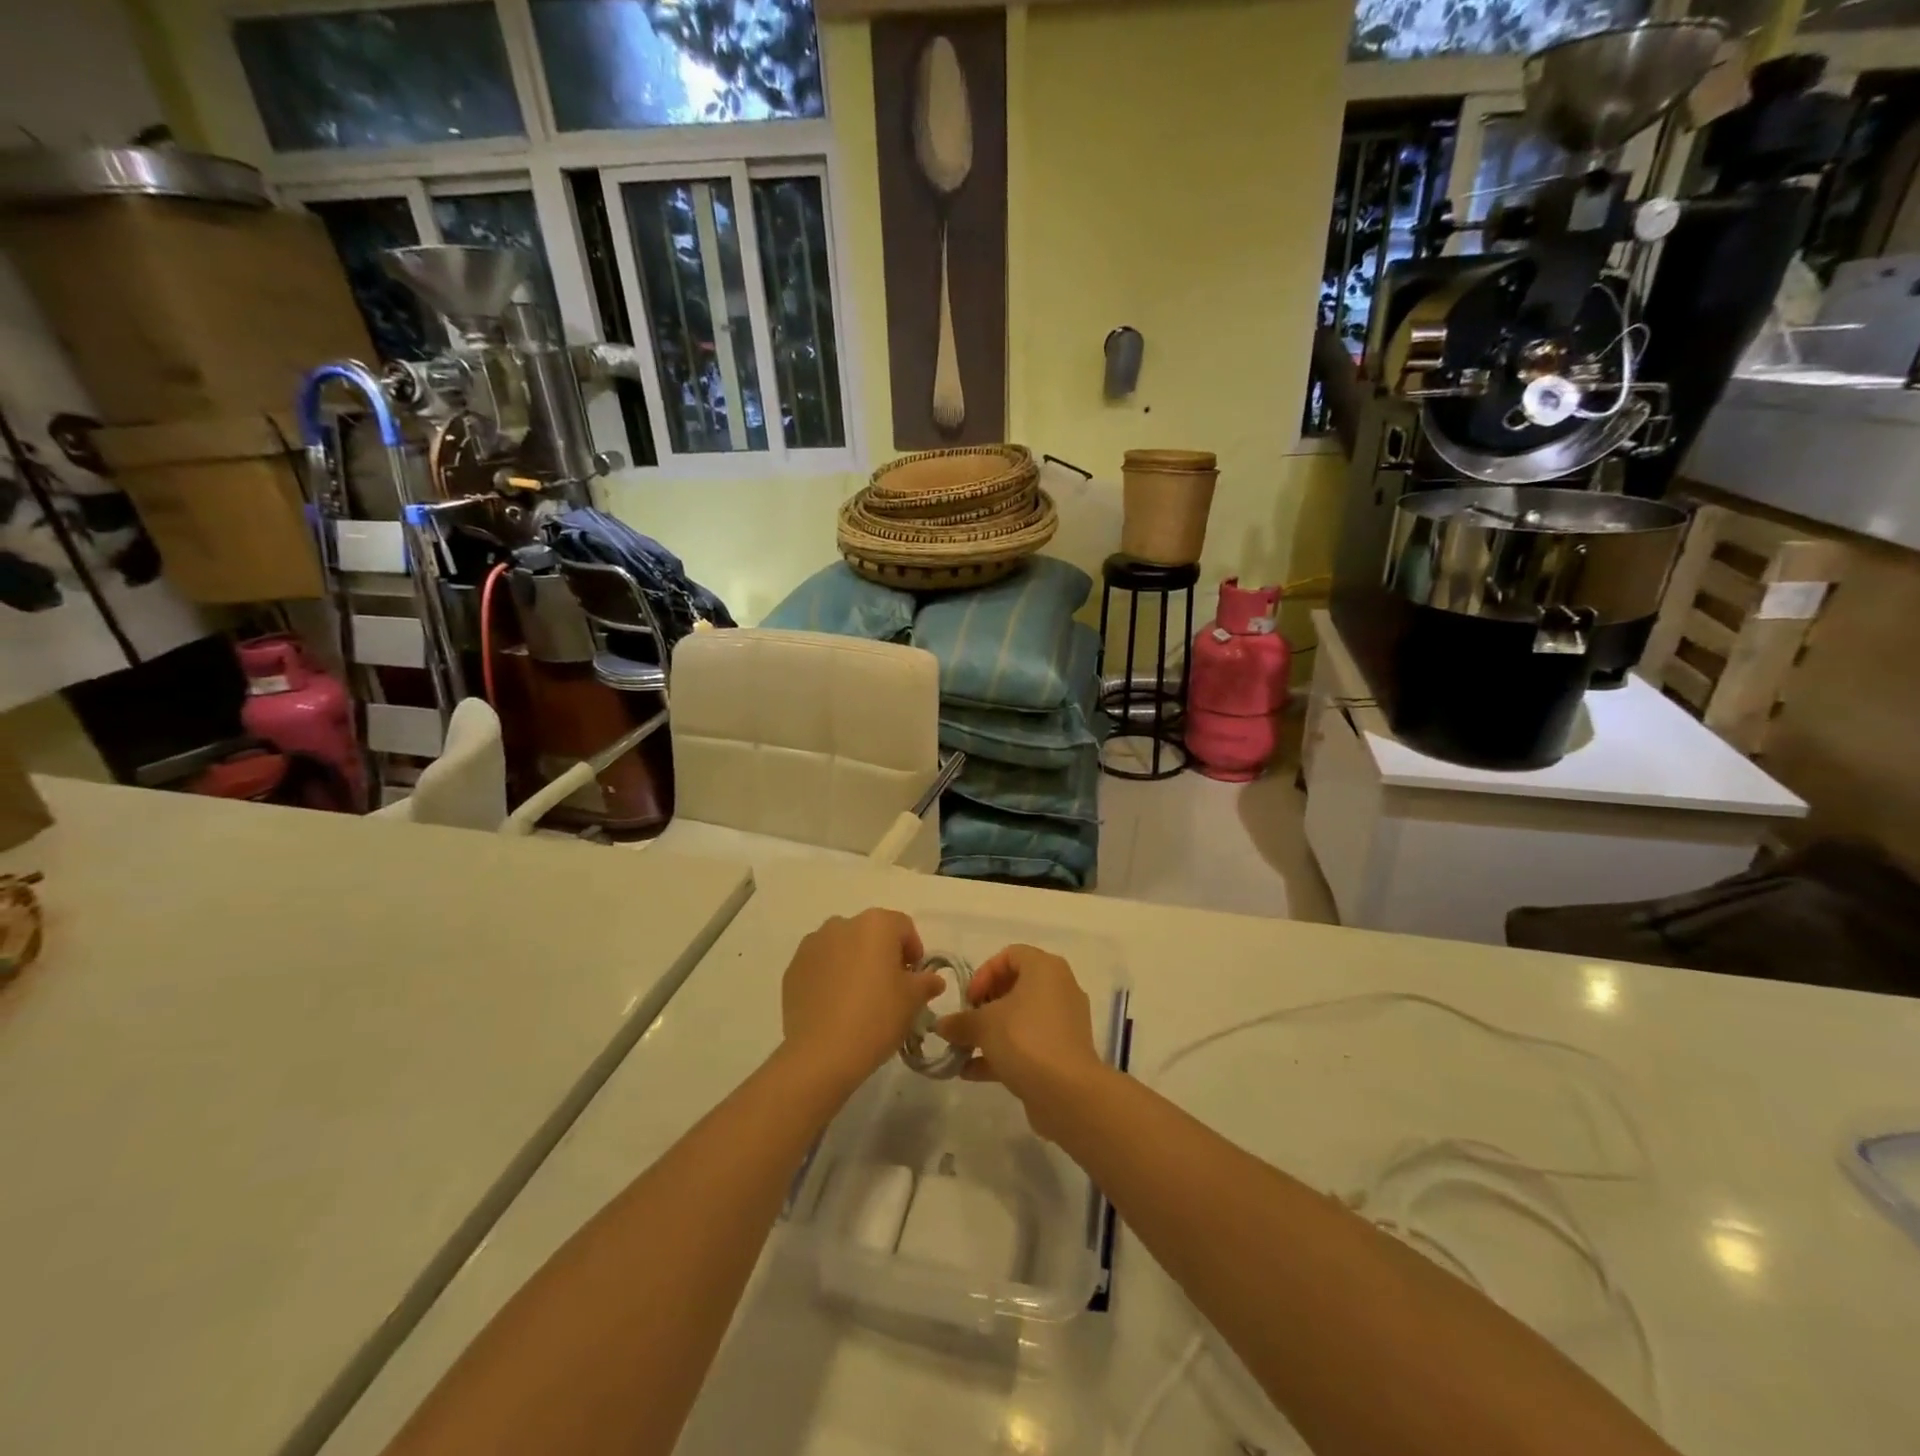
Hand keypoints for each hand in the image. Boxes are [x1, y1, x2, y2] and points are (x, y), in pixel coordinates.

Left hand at [780, 909, 942, 1093]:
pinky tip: (835, 1007)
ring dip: (854, 963)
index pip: (903, 927)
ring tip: (859, 998)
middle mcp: (841, 924)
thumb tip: (932, 979)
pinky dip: (830, 977)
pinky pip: (820, 965)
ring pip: (842, 947)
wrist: (822, 1054)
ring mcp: (812, 945)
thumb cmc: (877, 1017)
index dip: (914, 951)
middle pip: (871, 934)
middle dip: (882, 955)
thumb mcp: (913, 1001)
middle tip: (889, 988)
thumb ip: (926, 982)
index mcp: (875, 924)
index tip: (915, 978)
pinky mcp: (793, 969)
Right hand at [935, 945, 1105, 1138]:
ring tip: (963, 1050)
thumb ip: (960, 1021)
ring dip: (991, 1033)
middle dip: (985, 1006)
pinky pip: (1029, 1044)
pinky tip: (972, 1072)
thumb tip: (942, 1025)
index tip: (969, 999)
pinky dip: (1003, 1053)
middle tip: (967, 1023)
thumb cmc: (1024, 1039)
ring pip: (1021, 1018)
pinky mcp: (1064, 1052)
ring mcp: (1064, 1022)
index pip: (1011, 955)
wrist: (1068, 1093)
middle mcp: (1059, 988)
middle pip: (1016, 987)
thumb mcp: (983, 1025)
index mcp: (1045, 968)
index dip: (984, 973)